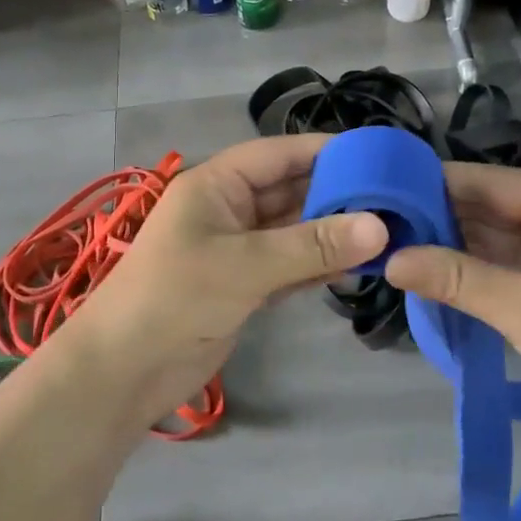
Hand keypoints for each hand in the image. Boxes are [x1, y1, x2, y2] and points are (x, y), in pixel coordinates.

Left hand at [64, 135, 387, 426]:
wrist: (126, 369)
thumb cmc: (176, 298)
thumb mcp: (246, 265)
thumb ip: (312, 245)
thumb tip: (380, 226)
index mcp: (216, 185)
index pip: (278, 154)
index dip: (324, 151)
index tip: (375, 156)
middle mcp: (228, 209)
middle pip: (290, 191)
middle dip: (337, 194)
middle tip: (394, 198)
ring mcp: (237, 249)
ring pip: (293, 231)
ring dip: (332, 233)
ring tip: (389, 231)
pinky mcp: (244, 286)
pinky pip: (290, 265)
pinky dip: (318, 266)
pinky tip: (357, 267)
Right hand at [383, 163, 520, 441]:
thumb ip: (457, 279)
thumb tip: (390, 260)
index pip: (496, 181)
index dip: (443, 183)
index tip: (391, 188)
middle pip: (495, 207)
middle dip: (444, 215)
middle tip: (387, 221)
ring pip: (497, 237)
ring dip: (455, 242)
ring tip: (399, 243)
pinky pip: (506, 265)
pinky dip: (473, 268)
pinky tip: (434, 271)